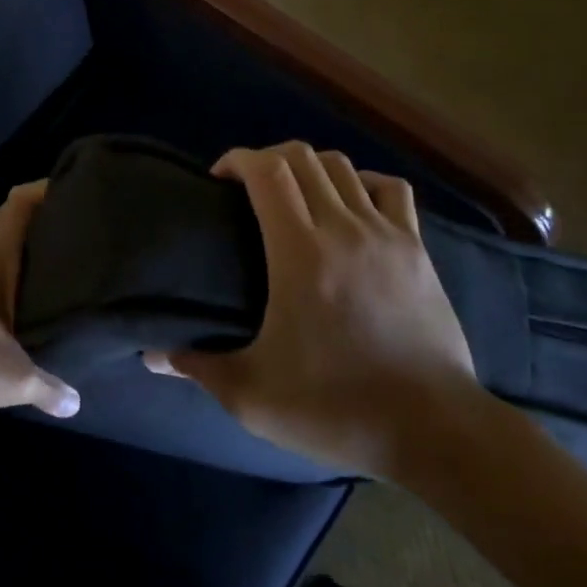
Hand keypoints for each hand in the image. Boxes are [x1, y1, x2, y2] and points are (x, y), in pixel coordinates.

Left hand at [0, 183, 79, 429]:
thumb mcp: (13, 380)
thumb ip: (49, 387)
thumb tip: (76, 403)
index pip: (19, 202)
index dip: (46, 188)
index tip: (78, 191)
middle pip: (10, 220)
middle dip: (43, 220)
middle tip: (81, 230)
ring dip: (22, 248)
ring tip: (59, 260)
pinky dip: (5, 271)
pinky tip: (22, 296)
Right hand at [144, 142, 478, 477]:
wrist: (434, 430)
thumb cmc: (336, 407)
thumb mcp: (253, 396)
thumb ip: (198, 367)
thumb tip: (152, 356)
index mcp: (299, 252)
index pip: (267, 170)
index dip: (237, 159)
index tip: (218, 181)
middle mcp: (342, 228)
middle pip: (302, 157)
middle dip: (266, 159)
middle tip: (246, 190)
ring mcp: (385, 234)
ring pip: (343, 166)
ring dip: (309, 167)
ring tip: (293, 196)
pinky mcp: (416, 248)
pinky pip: (390, 189)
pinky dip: (363, 182)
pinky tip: (351, 205)